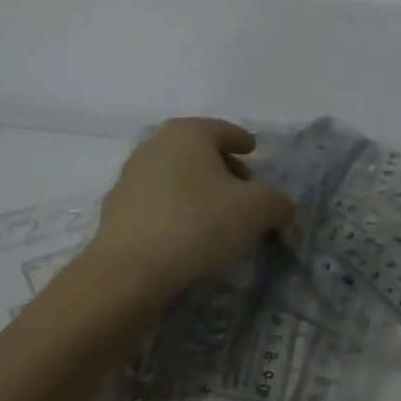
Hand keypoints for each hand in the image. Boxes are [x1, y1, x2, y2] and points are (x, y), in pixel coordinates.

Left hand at [85, 118, 294, 304]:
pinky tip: (189, 237)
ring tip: (218, 219)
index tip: (253, 151)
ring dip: (198, 191)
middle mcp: (156, 145)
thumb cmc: (198, 223)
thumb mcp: (256, 211)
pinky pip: (158, 204)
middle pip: (198, 152)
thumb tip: (284, 210)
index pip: (223, 130)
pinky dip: (176, 212)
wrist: (129, 270)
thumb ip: (278, 204)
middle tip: (243, 190)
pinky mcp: (116, 211)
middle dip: (223, 168)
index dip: (242, 141)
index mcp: (188, 133)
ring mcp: (131, 177)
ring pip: (176, 177)